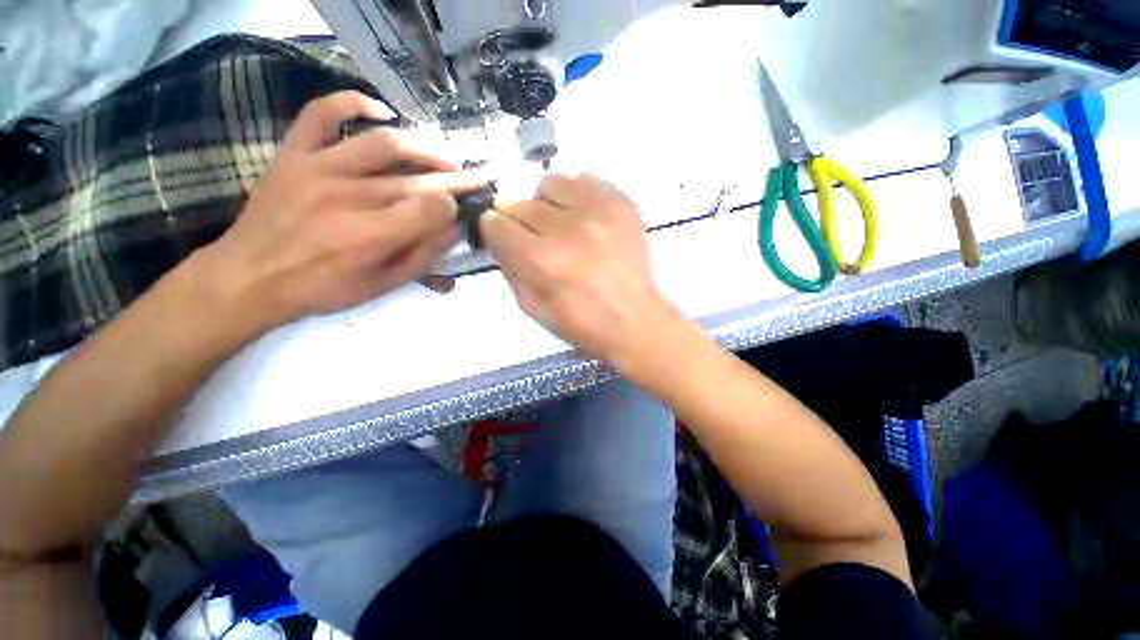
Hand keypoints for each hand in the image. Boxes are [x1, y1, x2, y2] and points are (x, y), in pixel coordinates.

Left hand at [200, 91, 485, 331]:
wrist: (250, 277)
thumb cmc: (324, 288)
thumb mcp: (384, 285)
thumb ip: (424, 256)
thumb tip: (456, 227)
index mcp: (372, 236)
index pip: (431, 206)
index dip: (455, 203)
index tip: (463, 207)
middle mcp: (350, 196)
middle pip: (417, 179)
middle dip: (456, 178)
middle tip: (477, 176)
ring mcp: (318, 168)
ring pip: (383, 143)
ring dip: (424, 147)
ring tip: (443, 155)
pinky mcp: (294, 153)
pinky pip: (322, 113)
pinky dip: (353, 102)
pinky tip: (382, 113)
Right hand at [480, 173, 681, 364]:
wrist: (635, 320)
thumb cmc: (582, 324)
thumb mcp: (533, 308)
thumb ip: (510, 268)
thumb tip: (501, 238)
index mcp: (541, 260)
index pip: (497, 224)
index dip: (495, 230)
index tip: (503, 236)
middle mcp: (567, 229)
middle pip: (521, 203)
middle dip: (519, 220)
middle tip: (534, 237)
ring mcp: (598, 211)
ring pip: (551, 183)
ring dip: (547, 203)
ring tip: (560, 224)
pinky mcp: (621, 203)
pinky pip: (585, 180)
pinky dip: (576, 195)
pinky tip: (584, 217)